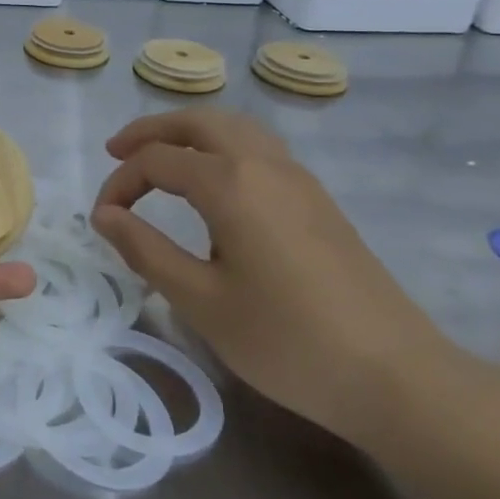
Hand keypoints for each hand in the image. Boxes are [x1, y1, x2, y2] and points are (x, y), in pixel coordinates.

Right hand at [91, 109, 455, 445]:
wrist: (396, 376)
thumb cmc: (287, 341)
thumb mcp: (201, 301)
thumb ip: (145, 250)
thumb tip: (104, 215)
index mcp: (230, 184)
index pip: (156, 160)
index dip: (120, 183)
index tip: (103, 220)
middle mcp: (264, 165)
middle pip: (198, 122)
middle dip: (151, 130)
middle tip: (117, 152)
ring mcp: (298, 179)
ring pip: (234, 128)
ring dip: (190, 132)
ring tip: (161, 157)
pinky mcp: (318, 199)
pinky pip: (259, 148)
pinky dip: (222, 146)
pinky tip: (215, 183)